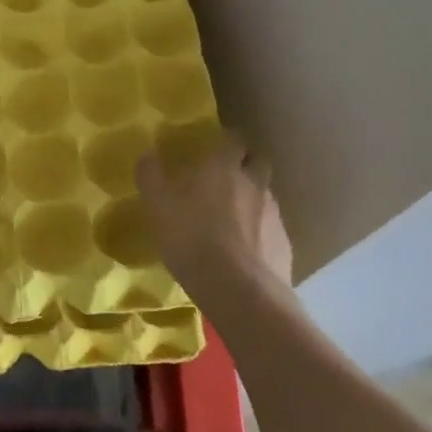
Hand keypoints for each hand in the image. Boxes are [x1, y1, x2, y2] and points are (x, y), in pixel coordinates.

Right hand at [136, 133, 292, 304]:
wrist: (240, 292)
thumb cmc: (193, 239)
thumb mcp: (158, 207)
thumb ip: (151, 176)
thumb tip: (147, 154)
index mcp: (224, 167)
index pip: (233, 139)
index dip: (225, 141)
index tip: (213, 148)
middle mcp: (255, 183)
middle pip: (257, 162)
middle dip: (245, 165)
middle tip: (224, 179)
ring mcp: (274, 214)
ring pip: (266, 196)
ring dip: (252, 200)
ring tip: (232, 219)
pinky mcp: (285, 245)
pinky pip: (271, 229)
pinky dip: (260, 232)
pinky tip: (244, 250)